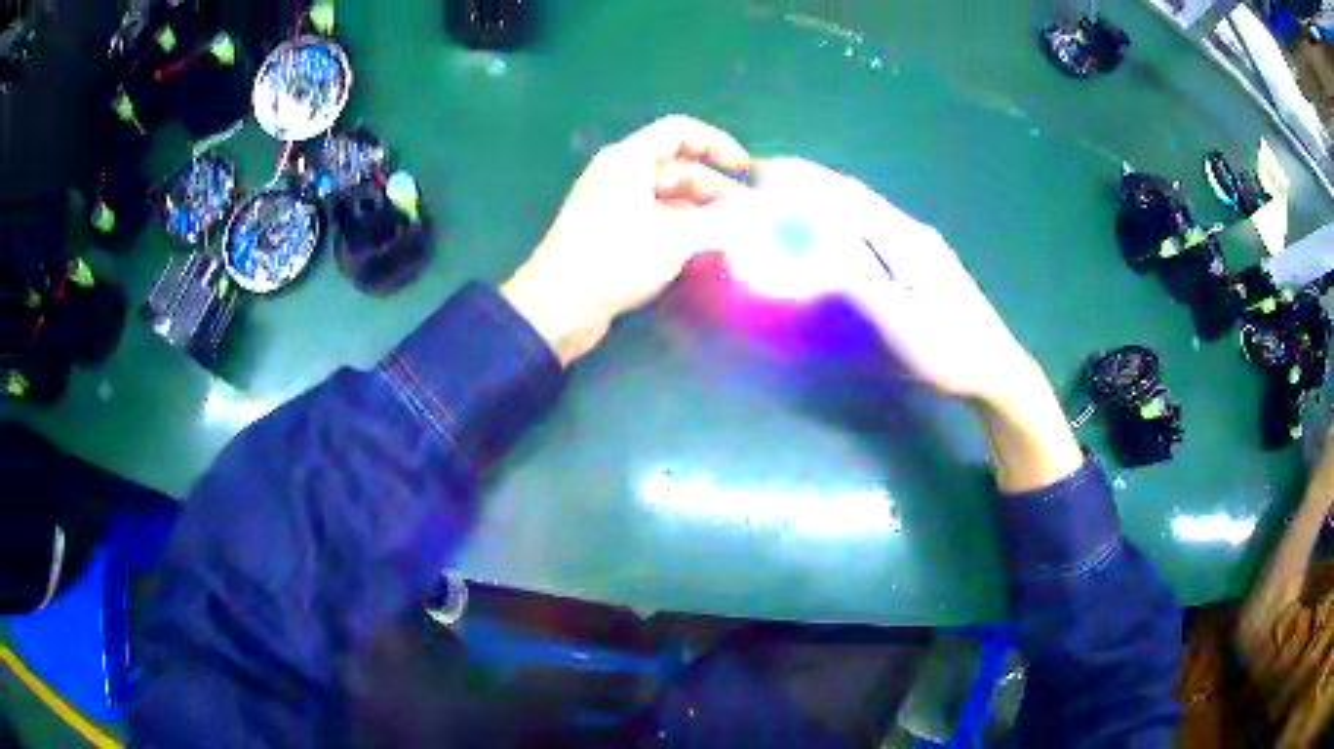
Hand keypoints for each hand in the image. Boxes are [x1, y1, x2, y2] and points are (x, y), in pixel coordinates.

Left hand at [501, 115, 750, 365]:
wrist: (558, 307)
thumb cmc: (615, 259)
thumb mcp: (675, 238)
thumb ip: (721, 221)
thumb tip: (757, 213)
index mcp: (629, 160)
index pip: (680, 132)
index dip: (717, 144)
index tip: (746, 170)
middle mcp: (619, 175)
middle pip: (676, 167)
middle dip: (714, 187)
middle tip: (749, 215)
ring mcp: (612, 205)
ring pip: (666, 197)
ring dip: (700, 211)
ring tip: (733, 236)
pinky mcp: (609, 234)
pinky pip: (653, 219)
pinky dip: (680, 228)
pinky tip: (703, 251)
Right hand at [747, 157, 1039, 406]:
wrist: (996, 368)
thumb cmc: (950, 352)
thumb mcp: (903, 324)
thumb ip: (859, 282)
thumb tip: (813, 245)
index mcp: (906, 241)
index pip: (846, 198)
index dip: (802, 181)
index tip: (760, 173)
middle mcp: (911, 231)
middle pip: (854, 194)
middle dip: (808, 178)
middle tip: (763, 173)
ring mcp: (919, 244)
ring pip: (864, 206)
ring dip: (824, 192)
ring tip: (786, 189)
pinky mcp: (922, 259)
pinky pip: (871, 223)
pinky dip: (840, 212)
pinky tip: (830, 222)